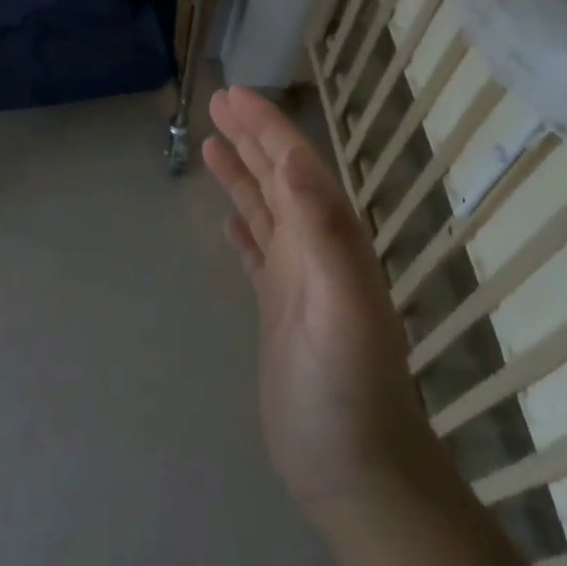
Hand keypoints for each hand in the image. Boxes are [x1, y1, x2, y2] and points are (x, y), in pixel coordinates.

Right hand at [203, 87, 445, 532]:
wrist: (355, 471)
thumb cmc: (347, 393)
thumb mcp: (341, 309)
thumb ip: (324, 234)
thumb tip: (296, 162)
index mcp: (330, 240)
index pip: (295, 166)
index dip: (265, 127)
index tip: (232, 94)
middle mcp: (315, 251)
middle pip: (279, 178)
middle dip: (251, 137)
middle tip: (216, 102)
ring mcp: (296, 282)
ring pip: (265, 210)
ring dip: (241, 175)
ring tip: (211, 145)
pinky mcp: (278, 312)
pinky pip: (257, 254)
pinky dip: (243, 228)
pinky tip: (229, 218)